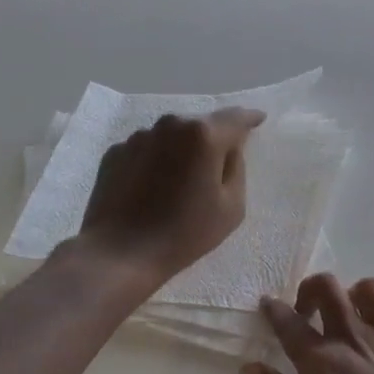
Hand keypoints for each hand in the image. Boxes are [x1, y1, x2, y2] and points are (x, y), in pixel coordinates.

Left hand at [75, 108, 263, 280]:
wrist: (119, 254)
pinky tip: (155, 186)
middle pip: (201, 125)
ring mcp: (138, 137)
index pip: (235, 118)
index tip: (258, 119)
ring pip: (172, 136)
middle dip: (213, 138)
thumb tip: (229, 149)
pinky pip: (148, 149)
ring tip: (183, 179)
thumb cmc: (184, 233)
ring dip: (183, 149)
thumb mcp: (232, 206)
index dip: (250, 118)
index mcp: (204, 135)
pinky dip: (157, 160)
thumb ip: (237, 168)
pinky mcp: (115, 152)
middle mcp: (170, 125)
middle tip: (219, 162)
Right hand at [243, 275, 373, 373]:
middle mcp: (354, 338)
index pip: (290, 323)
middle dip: (312, 288)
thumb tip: (250, 368)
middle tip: (308, 310)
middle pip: (330, 288)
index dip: (274, 310)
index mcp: (321, 361)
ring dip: (356, 292)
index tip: (268, 304)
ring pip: (372, 289)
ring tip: (351, 312)